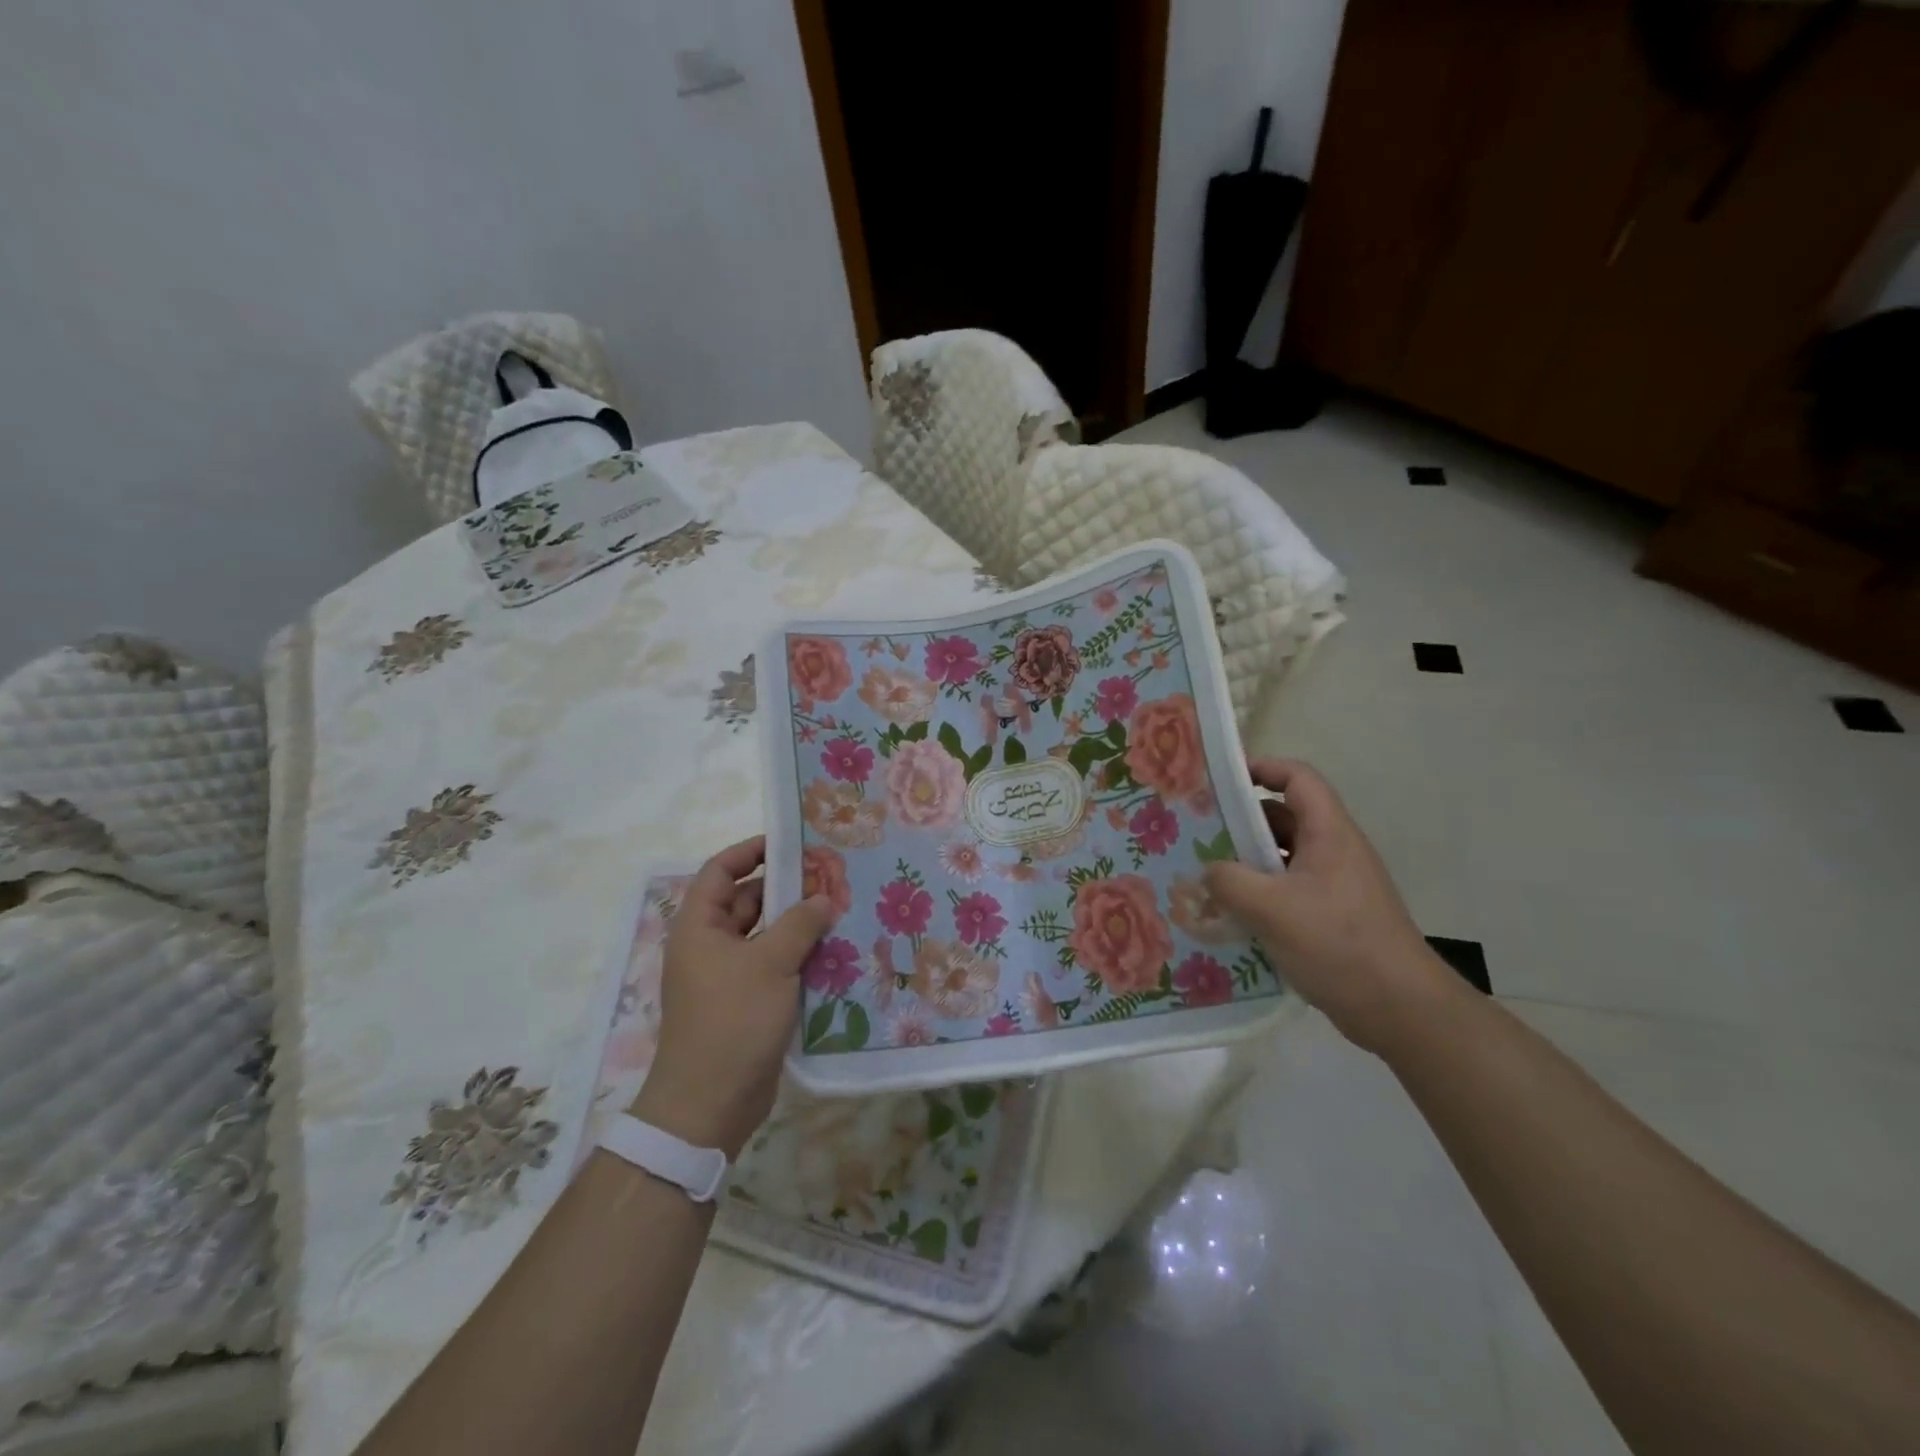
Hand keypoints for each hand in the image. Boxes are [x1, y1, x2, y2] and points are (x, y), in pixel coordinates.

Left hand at [631, 837, 836, 1157]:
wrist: (710, 1104)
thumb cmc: (732, 1020)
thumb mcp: (770, 964)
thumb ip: (800, 924)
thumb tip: (823, 898)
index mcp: (699, 926)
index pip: (720, 871)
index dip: (751, 851)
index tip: (791, 842)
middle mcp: (710, 945)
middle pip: (748, 901)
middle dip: (786, 888)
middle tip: (831, 875)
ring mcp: (728, 975)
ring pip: (765, 934)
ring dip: (798, 923)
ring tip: (841, 908)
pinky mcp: (747, 1001)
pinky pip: (774, 965)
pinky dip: (799, 955)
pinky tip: (835, 950)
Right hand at [1204, 758, 1457, 1054]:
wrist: (1400, 1009)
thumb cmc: (1337, 943)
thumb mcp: (1270, 909)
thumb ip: (1228, 881)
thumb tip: (1208, 870)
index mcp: (1329, 834)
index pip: (1298, 778)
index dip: (1262, 769)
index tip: (1221, 781)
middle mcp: (1335, 851)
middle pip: (1286, 817)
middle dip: (1242, 821)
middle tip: (1200, 832)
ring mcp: (1336, 885)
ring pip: (1285, 857)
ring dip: (1248, 862)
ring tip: (1207, 875)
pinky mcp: (1334, 916)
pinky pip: (1290, 890)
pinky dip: (1261, 893)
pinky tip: (1233, 915)